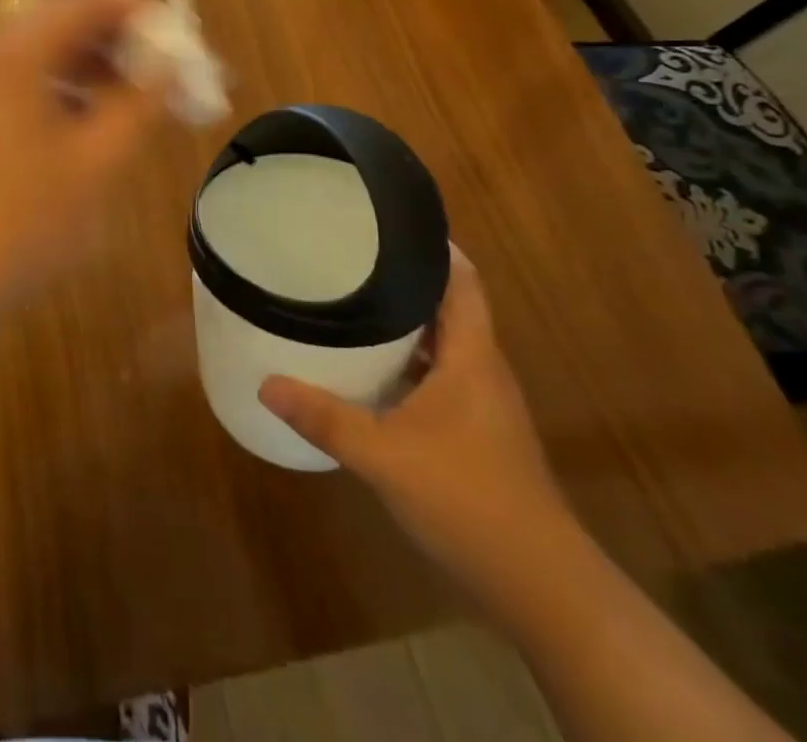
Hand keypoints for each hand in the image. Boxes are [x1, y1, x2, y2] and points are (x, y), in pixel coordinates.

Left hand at [0, 0, 164, 322]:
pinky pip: (21, 73)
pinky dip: (62, 84)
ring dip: (92, 64)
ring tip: (133, 104)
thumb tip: (171, 64)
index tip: (180, 51)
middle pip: (65, 16)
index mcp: (18, 46)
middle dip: (119, 41)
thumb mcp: (95, 162)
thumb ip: (140, 103)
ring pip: (43, 46)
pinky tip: (87, 123)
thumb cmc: (19, 221)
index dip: (142, 17)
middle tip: (162, 80)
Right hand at [259, 250, 575, 601]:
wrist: (540, 585)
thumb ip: (326, 417)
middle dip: (404, 278)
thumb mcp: (384, 456)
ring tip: (351, 300)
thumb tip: (266, 384)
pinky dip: (408, 361)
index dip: (433, 245)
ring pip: (442, 342)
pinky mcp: (477, 430)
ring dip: (405, 321)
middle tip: (351, 256)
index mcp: (471, 355)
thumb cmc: (467, 500)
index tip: (387, 222)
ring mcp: (483, 402)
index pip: (462, 280)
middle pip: (448, 304)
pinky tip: (370, 370)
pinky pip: (439, 373)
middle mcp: (482, 368)